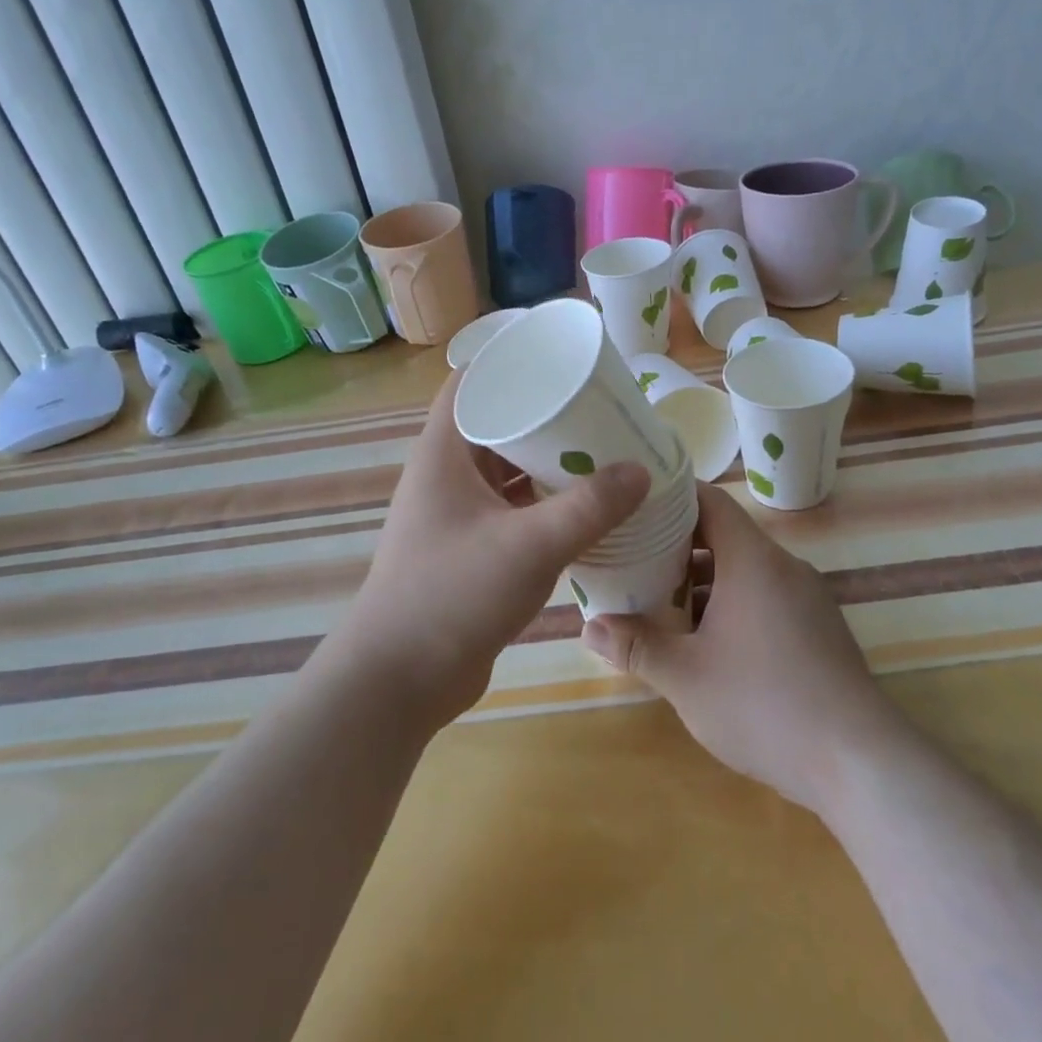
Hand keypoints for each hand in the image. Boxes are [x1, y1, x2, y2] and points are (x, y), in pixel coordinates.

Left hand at [327, 371, 650, 727]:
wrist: (400, 681)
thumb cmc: (454, 595)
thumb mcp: (530, 545)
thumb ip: (590, 507)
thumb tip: (641, 470)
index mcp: (444, 454)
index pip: (471, 383)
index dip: (511, 362)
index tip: (561, 359)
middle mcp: (447, 477)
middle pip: (498, 426)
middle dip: (547, 416)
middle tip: (600, 409)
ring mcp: (458, 516)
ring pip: (509, 473)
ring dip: (550, 464)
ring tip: (604, 453)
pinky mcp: (471, 551)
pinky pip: (514, 511)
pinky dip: (546, 505)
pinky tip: (587, 509)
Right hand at [582, 483, 898, 813]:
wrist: (858, 761)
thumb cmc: (764, 705)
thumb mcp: (686, 678)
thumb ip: (636, 647)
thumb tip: (589, 627)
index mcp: (754, 561)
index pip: (711, 502)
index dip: (671, 499)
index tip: (635, 510)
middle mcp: (785, 567)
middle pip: (725, 537)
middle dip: (677, 549)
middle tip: (633, 565)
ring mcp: (808, 598)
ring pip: (745, 572)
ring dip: (704, 583)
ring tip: (661, 608)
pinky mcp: (820, 629)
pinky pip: (767, 597)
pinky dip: (733, 605)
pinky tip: (708, 644)